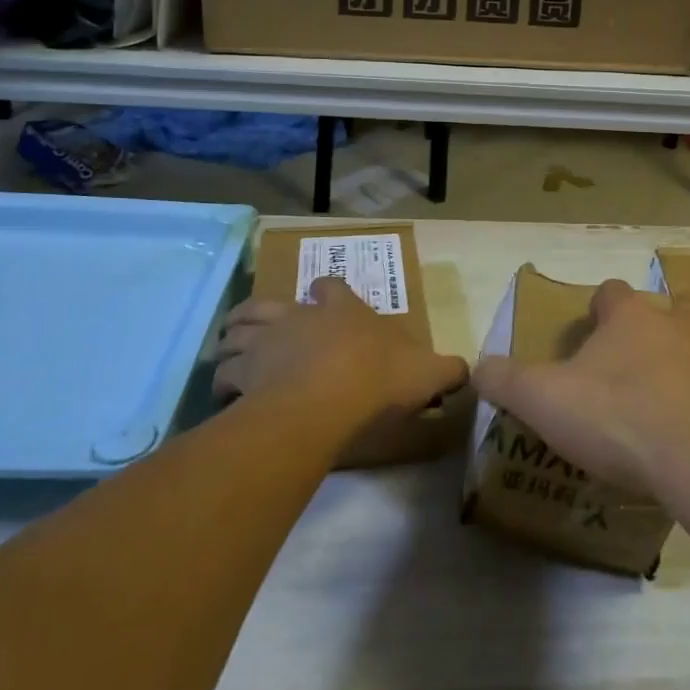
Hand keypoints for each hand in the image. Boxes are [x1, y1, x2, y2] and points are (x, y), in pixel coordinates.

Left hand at [214, 277, 466, 430]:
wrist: (328, 401)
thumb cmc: (378, 378)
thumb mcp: (427, 373)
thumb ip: (448, 370)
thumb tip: (468, 370)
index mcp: (342, 310)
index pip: (329, 288)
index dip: (324, 292)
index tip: (320, 299)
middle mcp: (299, 318)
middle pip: (265, 305)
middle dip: (256, 313)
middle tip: (253, 328)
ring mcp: (267, 344)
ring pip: (236, 334)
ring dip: (230, 343)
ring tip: (227, 356)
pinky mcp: (244, 376)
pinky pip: (224, 376)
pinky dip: (221, 384)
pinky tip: (224, 395)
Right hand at [474, 277, 689, 497]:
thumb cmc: (619, 419)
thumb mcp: (544, 400)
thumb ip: (505, 380)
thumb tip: (478, 367)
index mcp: (631, 318)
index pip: (612, 291)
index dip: (600, 308)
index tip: (591, 333)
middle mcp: (680, 325)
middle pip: (676, 305)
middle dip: (661, 323)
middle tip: (641, 360)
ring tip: (671, 405)